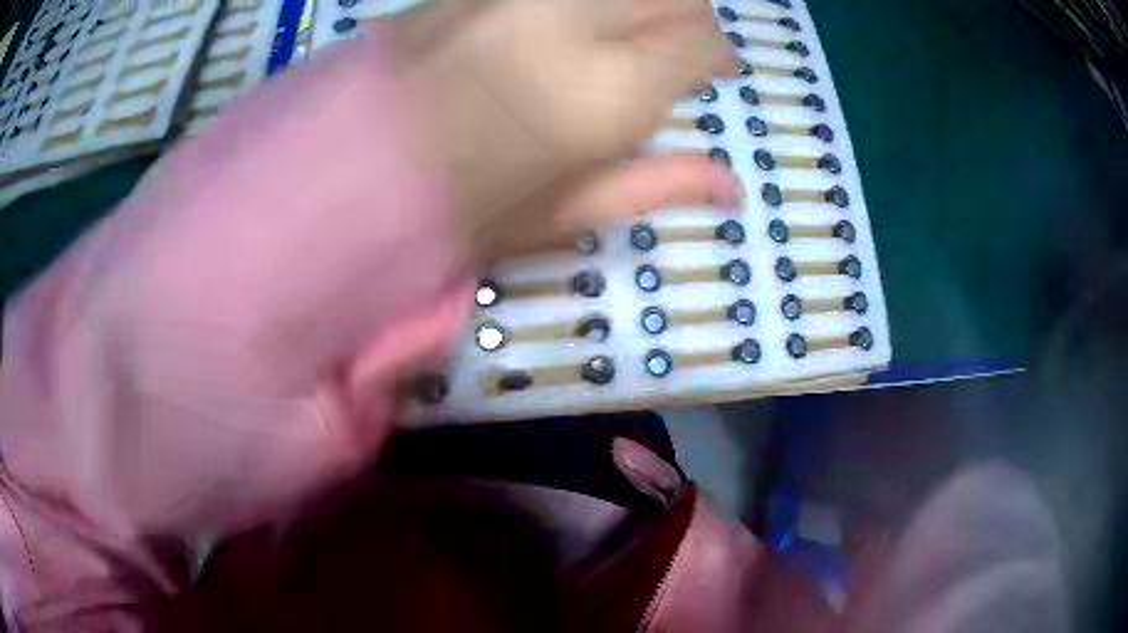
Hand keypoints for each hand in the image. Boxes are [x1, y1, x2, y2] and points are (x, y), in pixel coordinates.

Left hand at [398, 0, 741, 257]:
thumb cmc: (459, 209)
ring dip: (637, 3)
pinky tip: (564, 26)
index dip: (715, 58)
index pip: (702, 41)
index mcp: (603, 92)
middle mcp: (569, 19)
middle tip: (669, 52)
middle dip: (688, 19)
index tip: (708, 74)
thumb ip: (657, 185)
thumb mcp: (563, 213)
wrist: (348, 168)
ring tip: (618, 35)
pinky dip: (585, 2)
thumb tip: (733, 187)